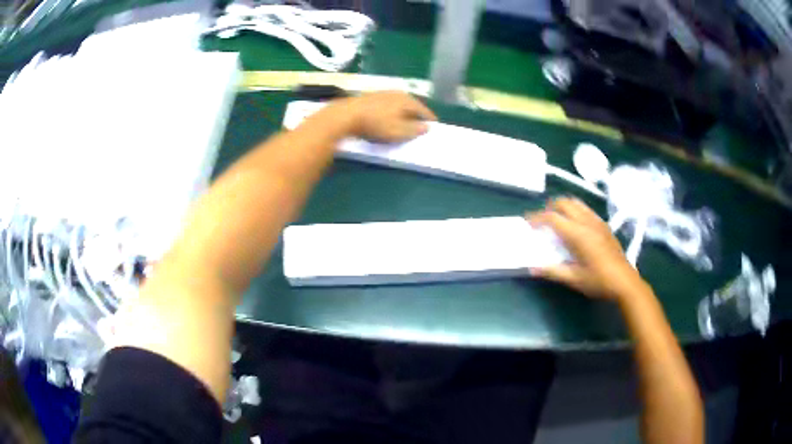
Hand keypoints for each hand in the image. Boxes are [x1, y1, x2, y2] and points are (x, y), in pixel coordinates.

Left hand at [337, 91, 437, 142]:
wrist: (346, 115)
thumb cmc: (376, 124)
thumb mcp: (398, 131)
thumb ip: (414, 130)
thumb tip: (426, 127)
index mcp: (406, 100)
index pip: (423, 109)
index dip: (429, 119)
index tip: (434, 126)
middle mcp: (396, 93)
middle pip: (411, 104)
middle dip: (416, 114)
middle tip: (421, 124)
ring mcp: (382, 93)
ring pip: (398, 104)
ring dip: (403, 113)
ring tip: (405, 122)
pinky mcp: (369, 97)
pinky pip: (387, 105)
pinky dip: (391, 112)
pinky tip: (387, 118)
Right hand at [527, 197, 645, 300]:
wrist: (625, 282)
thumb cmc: (599, 281)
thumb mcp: (574, 279)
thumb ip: (553, 271)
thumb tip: (532, 269)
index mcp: (578, 234)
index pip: (553, 217)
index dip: (537, 218)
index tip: (528, 223)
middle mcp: (587, 222)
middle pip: (564, 203)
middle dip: (550, 208)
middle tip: (542, 221)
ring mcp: (597, 222)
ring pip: (576, 202)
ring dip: (563, 207)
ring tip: (557, 220)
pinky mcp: (604, 225)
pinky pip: (586, 209)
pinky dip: (575, 211)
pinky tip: (575, 226)